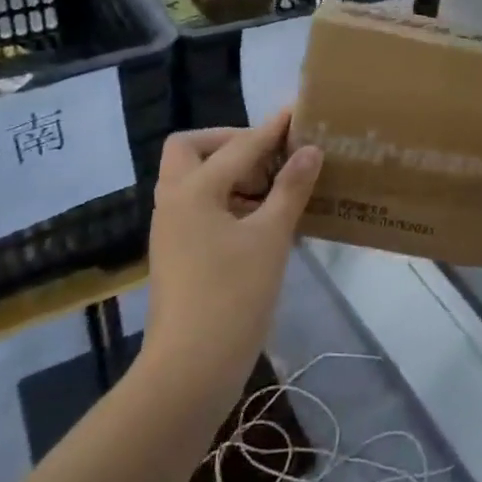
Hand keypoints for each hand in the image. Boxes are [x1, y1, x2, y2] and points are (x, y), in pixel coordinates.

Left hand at [143, 111, 321, 382]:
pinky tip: (261, 217)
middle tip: (268, 154)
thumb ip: (290, 188)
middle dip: (229, 142)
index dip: (272, 128)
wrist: (190, 369)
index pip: (239, 146)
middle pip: (191, 150)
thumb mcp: (271, 237)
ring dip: (228, 171)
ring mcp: (172, 230)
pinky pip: (199, 207)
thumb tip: (310, 150)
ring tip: (273, 184)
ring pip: (193, 179)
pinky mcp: (178, 253)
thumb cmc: (233, 296)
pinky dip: (226, 198)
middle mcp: (174, 202)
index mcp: (193, 191)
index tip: (297, 112)